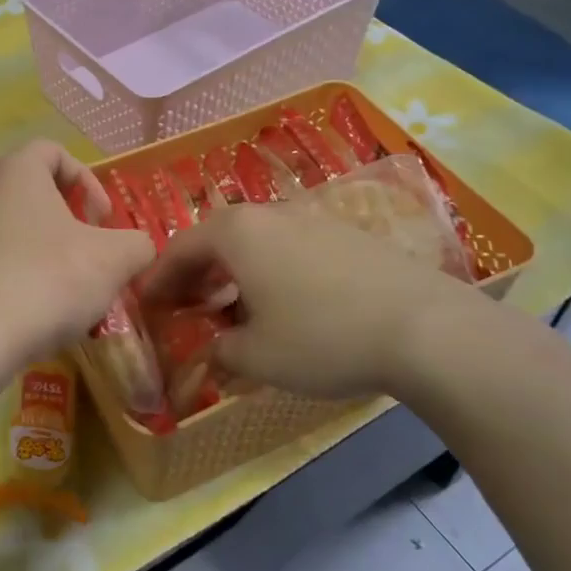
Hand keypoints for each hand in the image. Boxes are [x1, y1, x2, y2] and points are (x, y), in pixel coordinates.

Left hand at [0, 141, 155, 381]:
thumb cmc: (44, 284)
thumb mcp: (112, 262)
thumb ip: (137, 245)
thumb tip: (137, 248)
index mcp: (14, 173)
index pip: (52, 152)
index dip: (86, 181)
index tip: (101, 221)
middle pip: (25, 191)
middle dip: (61, 220)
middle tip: (82, 257)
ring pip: (0, 228)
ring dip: (31, 249)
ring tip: (52, 291)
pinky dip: (1, 275)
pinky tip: (17, 312)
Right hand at [145, 205, 481, 400]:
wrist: (425, 328)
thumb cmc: (322, 337)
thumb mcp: (257, 356)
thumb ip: (221, 351)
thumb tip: (215, 348)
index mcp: (237, 232)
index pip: (180, 249)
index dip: (159, 278)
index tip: (145, 302)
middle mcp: (271, 214)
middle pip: (217, 239)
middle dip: (196, 273)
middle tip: (185, 305)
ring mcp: (313, 220)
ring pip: (256, 243)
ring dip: (234, 273)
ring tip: (232, 309)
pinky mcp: (348, 236)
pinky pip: (290, 249)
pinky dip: (271, 272)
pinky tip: (284, 306)